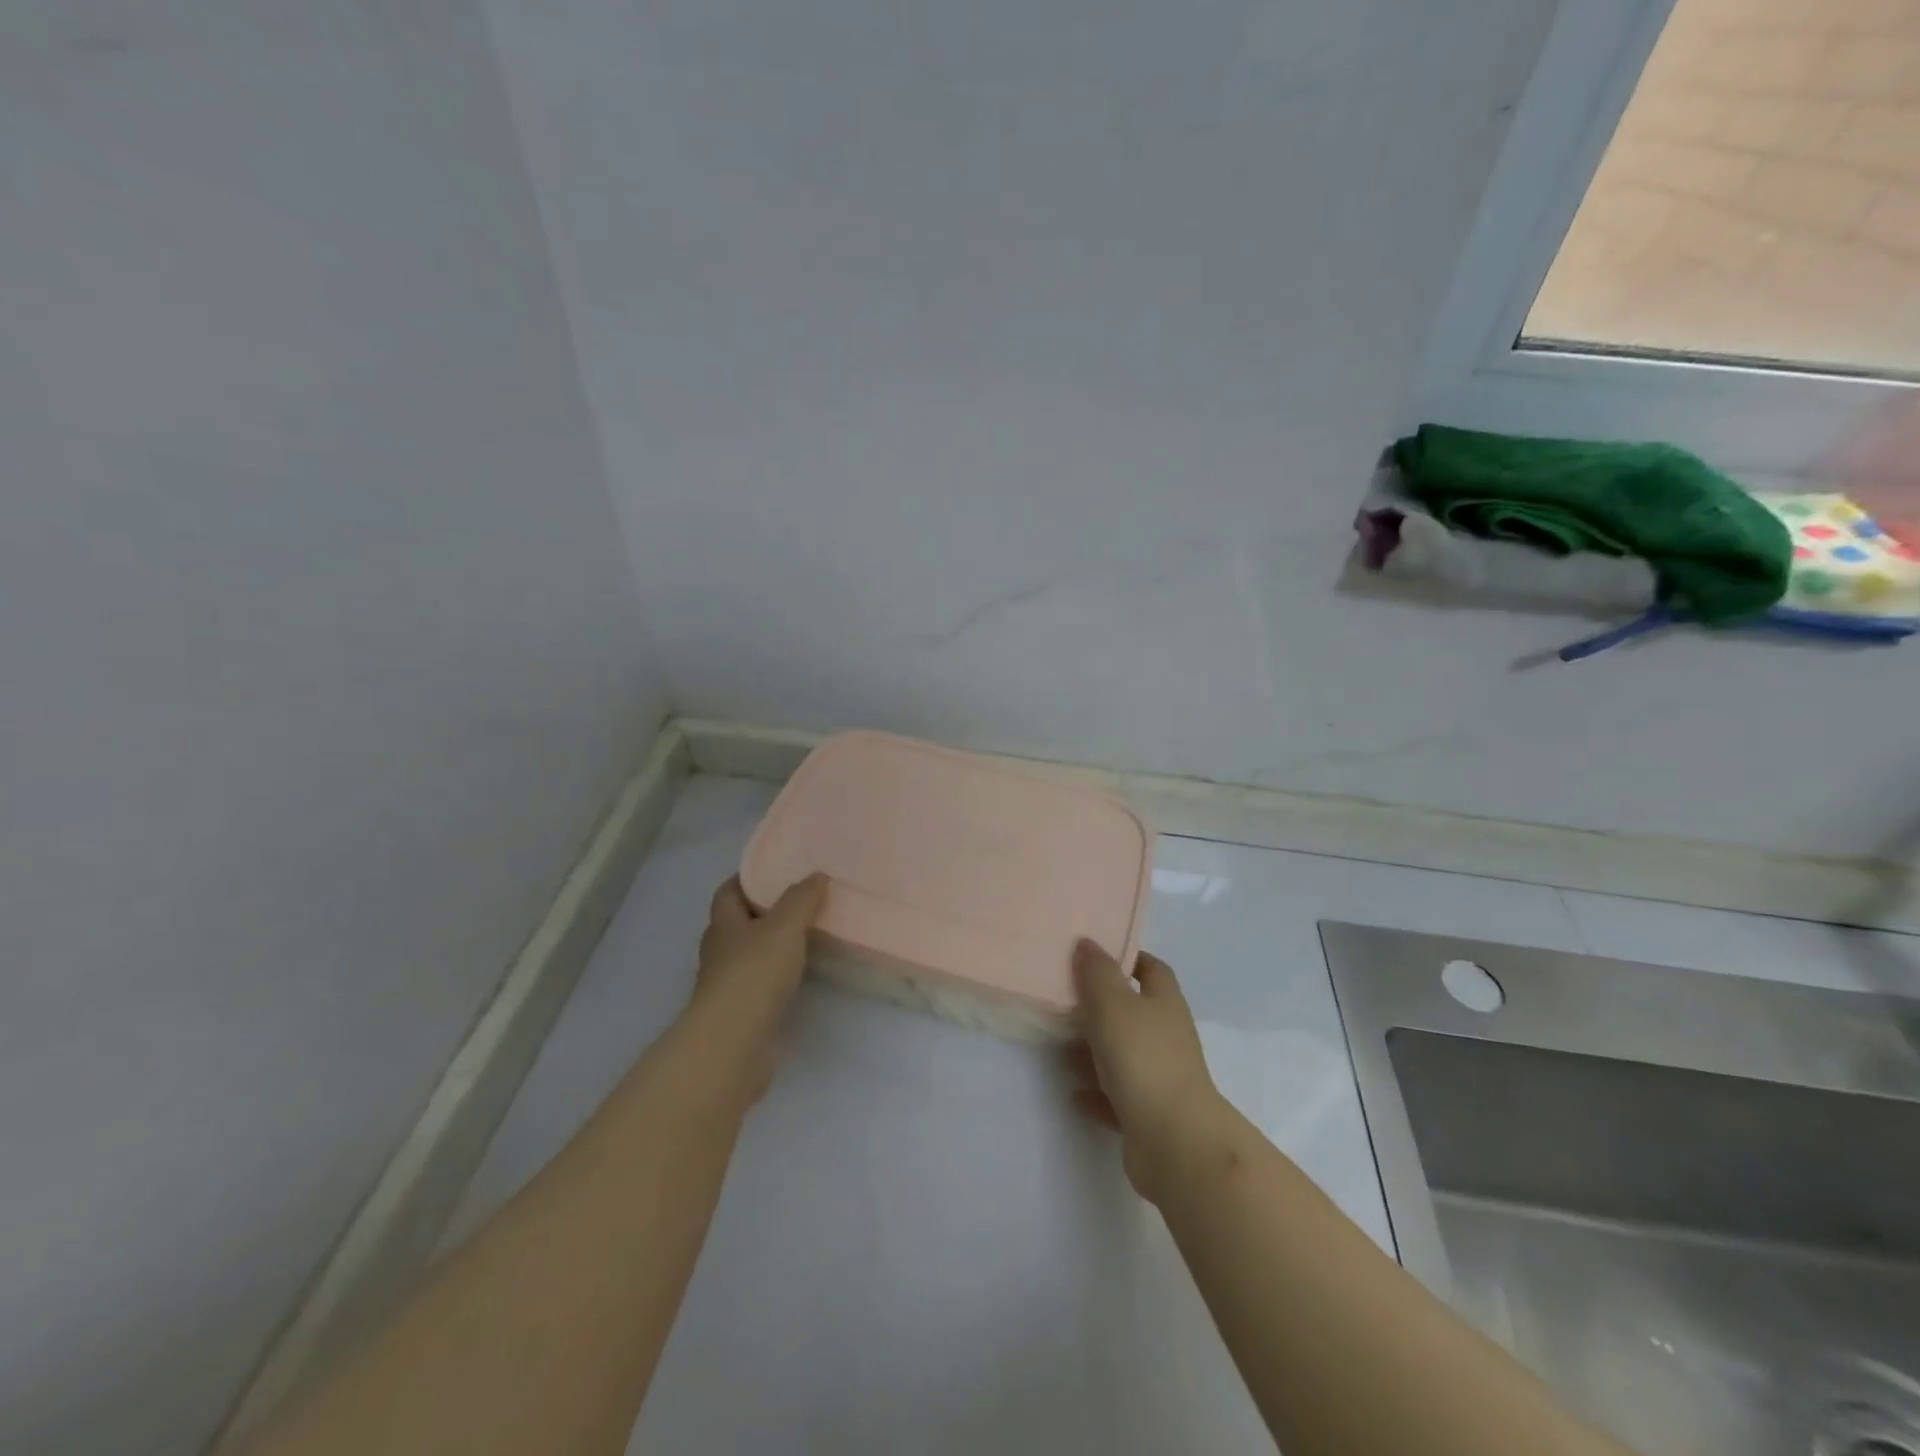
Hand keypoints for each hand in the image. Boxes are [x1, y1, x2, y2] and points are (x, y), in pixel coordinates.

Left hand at [687, 874, 828, 1101]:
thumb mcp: (784, 926)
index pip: (728, 892)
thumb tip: (817, 875)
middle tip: (799, 901)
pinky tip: (800, 975)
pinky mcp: (741, 1013)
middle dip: (763, 912)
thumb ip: (801, 899)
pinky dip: (777, 976)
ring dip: (772, 946)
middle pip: (738, 923)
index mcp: (723, 924)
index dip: (747, 879)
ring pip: (750, 955)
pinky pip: (760, 984)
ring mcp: (727, 984)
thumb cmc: (754, 974)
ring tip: (806, 936)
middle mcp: (720, 951)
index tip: (775, 870)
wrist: (733, 1044)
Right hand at [1070, 940, 1222, 1201]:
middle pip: (1136, 1011)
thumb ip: (1098, 972)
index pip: (1152, 969)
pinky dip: (1098, 1091)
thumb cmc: (1143, 1058)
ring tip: (1062, 1045)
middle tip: (1067, 998)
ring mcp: (1161, 1077)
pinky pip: (1118, 1096)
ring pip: (1125, 1054)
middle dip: (1104, 1005)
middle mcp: (1168, 1036)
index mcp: (1165, 1003)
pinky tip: (1075, 1091)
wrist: (1174, 1140)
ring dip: (1097, 1050)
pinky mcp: (1149, 1114)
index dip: (1129, 957)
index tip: (1096, 954)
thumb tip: (1088, 942)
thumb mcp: (1113, 1003)